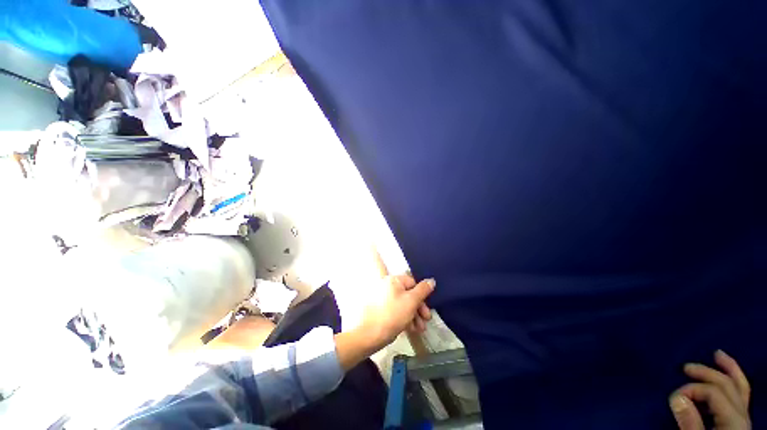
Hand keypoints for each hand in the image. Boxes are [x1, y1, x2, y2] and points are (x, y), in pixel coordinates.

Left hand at [334, 274, 434, 370]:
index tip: (427, 309)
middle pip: (409, 294)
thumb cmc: (392, 315)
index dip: (422, 295)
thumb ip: (423, 290)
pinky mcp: (381, 309)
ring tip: (420, 330)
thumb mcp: (411, 301)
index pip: (413, 282)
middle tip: (427, 320)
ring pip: (403, 304)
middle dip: (419, 308)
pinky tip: (410, 330)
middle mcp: (388, 286)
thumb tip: (431, 280)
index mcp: (394, 280)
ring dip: (414, 315)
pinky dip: (404, 318)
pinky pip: (396, 310)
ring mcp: (383, 298)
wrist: (368, 335)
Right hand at [670, 350, 750, 429]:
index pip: (713, 393)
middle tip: (685, 367)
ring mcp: (745, 417)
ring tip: (717, 354)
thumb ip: (690, 424)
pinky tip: (728, 372)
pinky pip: (742, 394)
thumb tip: (676, 396)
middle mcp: (743, 415)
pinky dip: (735, 379)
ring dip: (728, 369)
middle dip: (708, 372)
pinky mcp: (741, 420)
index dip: (691, 390)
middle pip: (728, 385)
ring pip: (741, 386)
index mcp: (734, 421)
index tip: (671, 398)